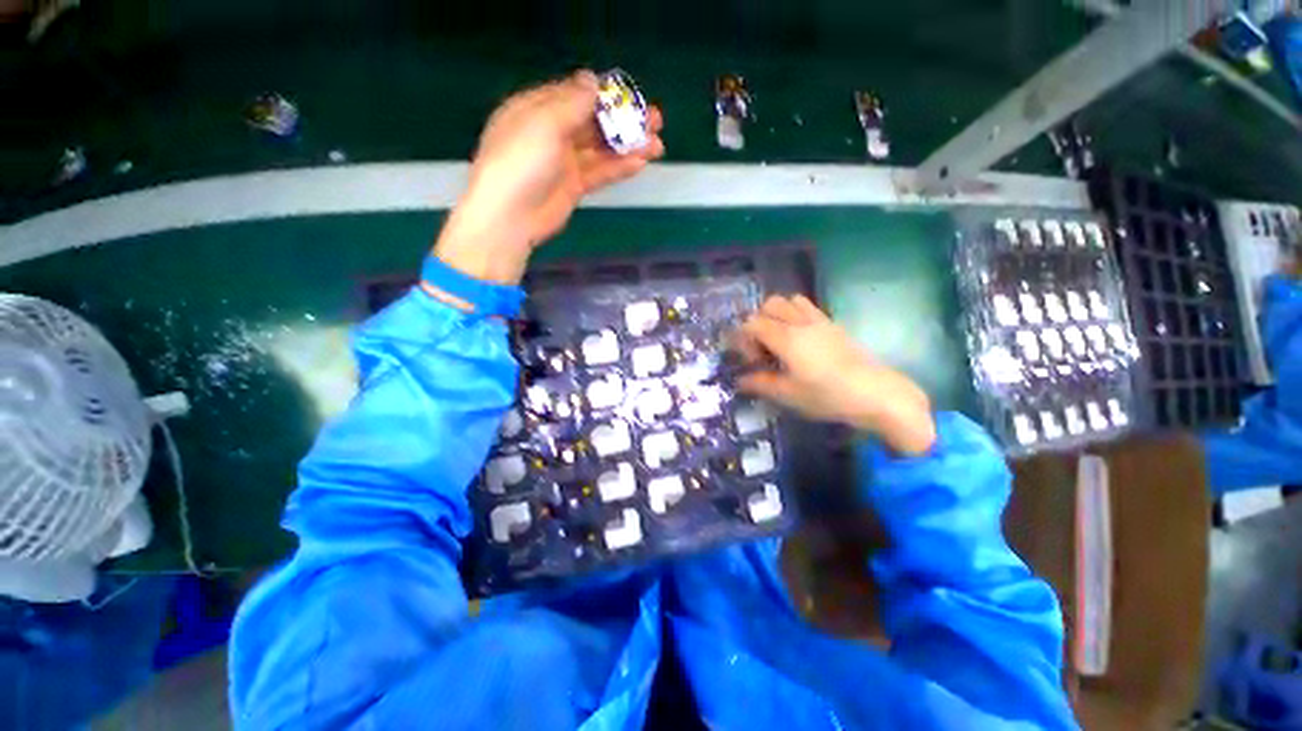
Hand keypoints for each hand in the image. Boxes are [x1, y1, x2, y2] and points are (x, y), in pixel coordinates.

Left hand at [434, 71, 664, 285]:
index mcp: (537, 108)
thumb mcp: (544, 123)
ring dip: (628, 145)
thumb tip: (593, 80)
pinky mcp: (574, 186)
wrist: (510, 217)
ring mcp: (564, 161)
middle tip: (656, 121)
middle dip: (624, 120)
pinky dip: (619, 167)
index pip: (577, 94)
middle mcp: (551, 132)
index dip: (606, 94)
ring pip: (601, 148)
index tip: (633, 97)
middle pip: (594, 121)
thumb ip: (572, 103)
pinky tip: (640, 162)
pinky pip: (600, 172)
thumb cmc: (520, 162)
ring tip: (657, 144)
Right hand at [733, 295, 936, 455]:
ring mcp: (819, 320)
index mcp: (786, 338)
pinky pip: (807, 307)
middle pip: (768, 305)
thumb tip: (740, 380)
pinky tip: (800, 340)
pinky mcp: (833, 324)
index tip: (752, 361)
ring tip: (780, 340)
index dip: (744, 339)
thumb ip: (760, 384)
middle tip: (763, 348)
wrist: (875, 393)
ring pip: (789, 300)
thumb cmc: (828, 396)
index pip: (752, 323)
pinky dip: (795, 315)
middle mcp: (800, 322)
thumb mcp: (789, 395)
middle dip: (758, 322)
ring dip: (777, 315)